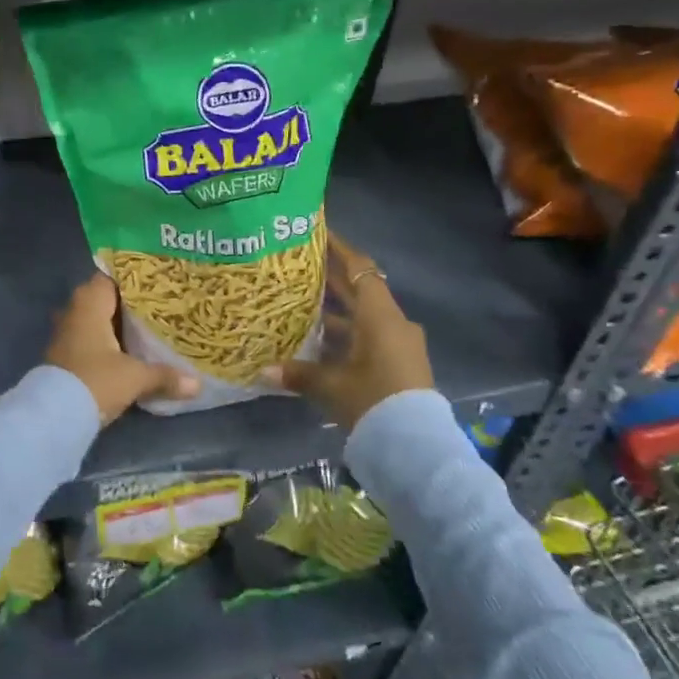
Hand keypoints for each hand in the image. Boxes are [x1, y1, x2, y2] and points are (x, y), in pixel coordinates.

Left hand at [46, 274, 198, 425]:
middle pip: (104, 299)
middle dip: (128, 305)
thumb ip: (165, 376)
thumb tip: (197, 383)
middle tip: (159, 307)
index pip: (111, 277)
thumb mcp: (135, 377)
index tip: (157, 284)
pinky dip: (106, 343)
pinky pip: (89, 339)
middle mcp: (74, 310)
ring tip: (148, 329)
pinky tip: (127, 352)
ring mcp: (65, 333)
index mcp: (89, 302)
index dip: (133, 280)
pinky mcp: (64, 354)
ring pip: (96, 321)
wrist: (54, 414)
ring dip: (116, 326)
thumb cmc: (96, 380)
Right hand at [266, 235, 431, 429]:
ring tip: (301, 300)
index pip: (359, 269)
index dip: (339, 248)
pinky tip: (318, 339)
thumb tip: (262, 371)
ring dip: (336, 308)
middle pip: (360, 290)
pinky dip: (345, 332)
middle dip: (331, 277)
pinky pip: (367, 336)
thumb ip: (297, 373)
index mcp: (379, 316)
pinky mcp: (398, 363)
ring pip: (363, 315)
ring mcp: (398, 344)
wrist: (416, 446)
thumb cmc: (373, 400)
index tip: (318, 232)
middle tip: (299, 262)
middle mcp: (392, 322)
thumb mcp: (330, 385)